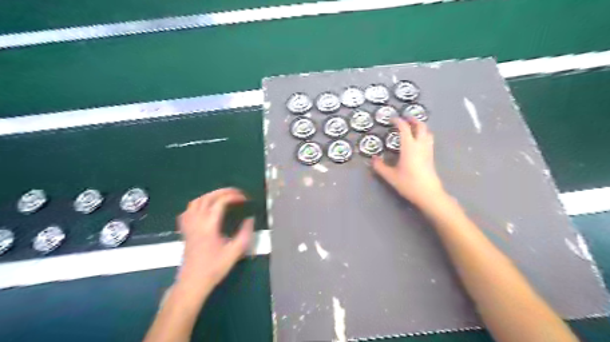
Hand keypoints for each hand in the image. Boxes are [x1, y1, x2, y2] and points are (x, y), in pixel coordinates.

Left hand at [175, 189, 254, 292]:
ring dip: (210, 195)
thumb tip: (250, 219)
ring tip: (222, 197)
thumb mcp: (235, 252)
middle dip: (223, 192)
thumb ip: (245, 234)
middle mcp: (197, 222)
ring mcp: (189, 226)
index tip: (244, 199)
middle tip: (236, 193)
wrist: (193, 282)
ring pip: (196, 202)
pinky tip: (204, 208)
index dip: (233, 197)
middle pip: (207, 198)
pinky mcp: (185, 231)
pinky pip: (188, 211)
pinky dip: (197, 204)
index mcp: (209, 226)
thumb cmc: (214, 268)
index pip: (220, 203)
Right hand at [370, 118, 446, 207]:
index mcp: (409, 147)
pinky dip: (423, 134)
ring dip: (420, 126)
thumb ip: (380, 167)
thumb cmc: (409, 184)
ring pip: (427, 132)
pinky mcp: (431, 157)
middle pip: (420, 126)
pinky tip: (418, 141)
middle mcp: (420, 145)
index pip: (404, 128)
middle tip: (405, 118)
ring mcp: (428, 150)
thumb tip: (373, 159)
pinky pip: (429, 139)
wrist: (429, 194)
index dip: (398, 121)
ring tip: (413, 127)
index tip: (392, 119)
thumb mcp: (391, 176)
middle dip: (413, 120)